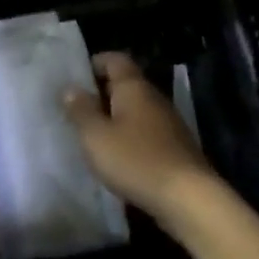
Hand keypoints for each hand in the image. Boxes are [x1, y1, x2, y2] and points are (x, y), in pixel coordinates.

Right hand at [63, 51, 214, 218]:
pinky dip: (128, 136)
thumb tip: (70, 88)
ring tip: (91, 134)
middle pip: (126, 84)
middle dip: (100, 93)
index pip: (115, 59)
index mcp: (134, 88)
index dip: (94, 63)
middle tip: (75, 109)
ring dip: (114, 117)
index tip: (74, 79)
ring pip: (136, 109)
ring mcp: (168, 123)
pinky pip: (145, 131)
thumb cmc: (135, 160)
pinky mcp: (175, 147)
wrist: (188, 198)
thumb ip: (81, 110)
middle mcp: (154, 98)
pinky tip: (116, 156)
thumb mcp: (96, 136)